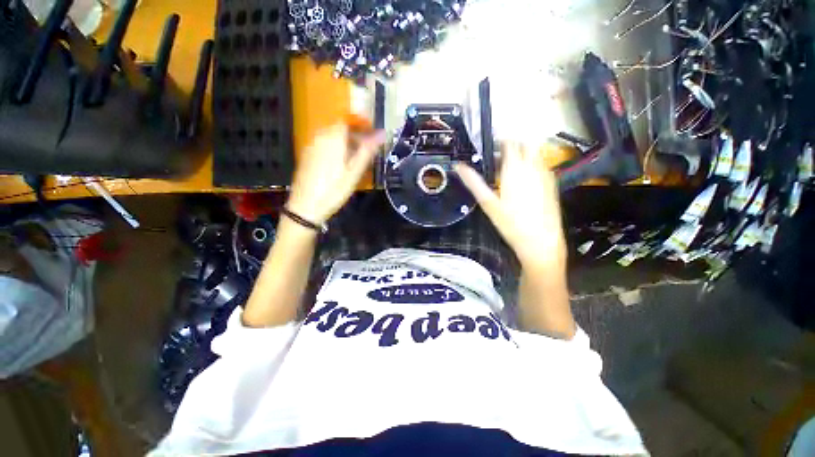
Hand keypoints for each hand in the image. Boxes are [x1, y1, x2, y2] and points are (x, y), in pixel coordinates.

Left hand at [286, 124, 384, 224]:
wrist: (306, 206)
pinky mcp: (306, 155)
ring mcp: (310, 145)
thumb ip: (367, 150)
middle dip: (354, 135)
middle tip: (366, 149)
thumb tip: (382, 134)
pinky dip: (335, 148)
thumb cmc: (334, 189)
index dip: (362, 125)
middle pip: (339, 128)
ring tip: (355, 158)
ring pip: (331, 136)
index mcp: (333, 137)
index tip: (372, 134)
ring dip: (345, 142)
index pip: (348, 120)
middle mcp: (319, 136)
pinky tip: (340, 163)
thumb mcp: (355, 172)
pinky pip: (323, 144)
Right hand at [455, 143, 565, 268]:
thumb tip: (458, 167)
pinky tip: (522, 180)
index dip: (500, 139)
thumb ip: (473, 182)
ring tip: (507, 168)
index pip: (509, 142)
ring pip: (534, 153)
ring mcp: (545, 174)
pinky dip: (530, 165)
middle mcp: (533, 167)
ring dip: (521, 155)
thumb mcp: (488, 203)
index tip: (491, 143)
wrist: (541, 241)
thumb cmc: (511, 223)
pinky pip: (541, 165)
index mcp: (515, 169)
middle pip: (525, 143)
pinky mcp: (552, 184)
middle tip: (499, 156)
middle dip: (512, 144)